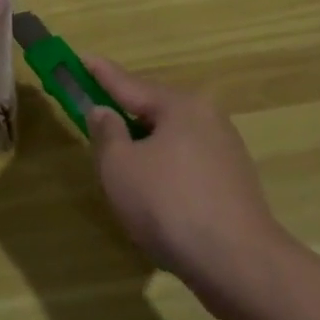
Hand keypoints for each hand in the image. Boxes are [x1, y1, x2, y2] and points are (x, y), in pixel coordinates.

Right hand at [83, 57, 286, 318]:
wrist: (237, 262)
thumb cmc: (168, 205)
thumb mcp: (120, 167)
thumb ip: (107, 133)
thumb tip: (104, 111)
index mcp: (181, 106)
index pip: (130, 84)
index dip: (100, 74)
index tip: (81, 58)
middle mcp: (208, 119)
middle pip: (155, 111)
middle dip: (125, 115)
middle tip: (95, 118)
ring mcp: (226, 151)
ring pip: (172, 140)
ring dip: (144, 147)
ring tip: (120, 165)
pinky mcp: (232, 183)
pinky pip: (186, 164)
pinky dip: (164, 170)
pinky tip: (153, 194)